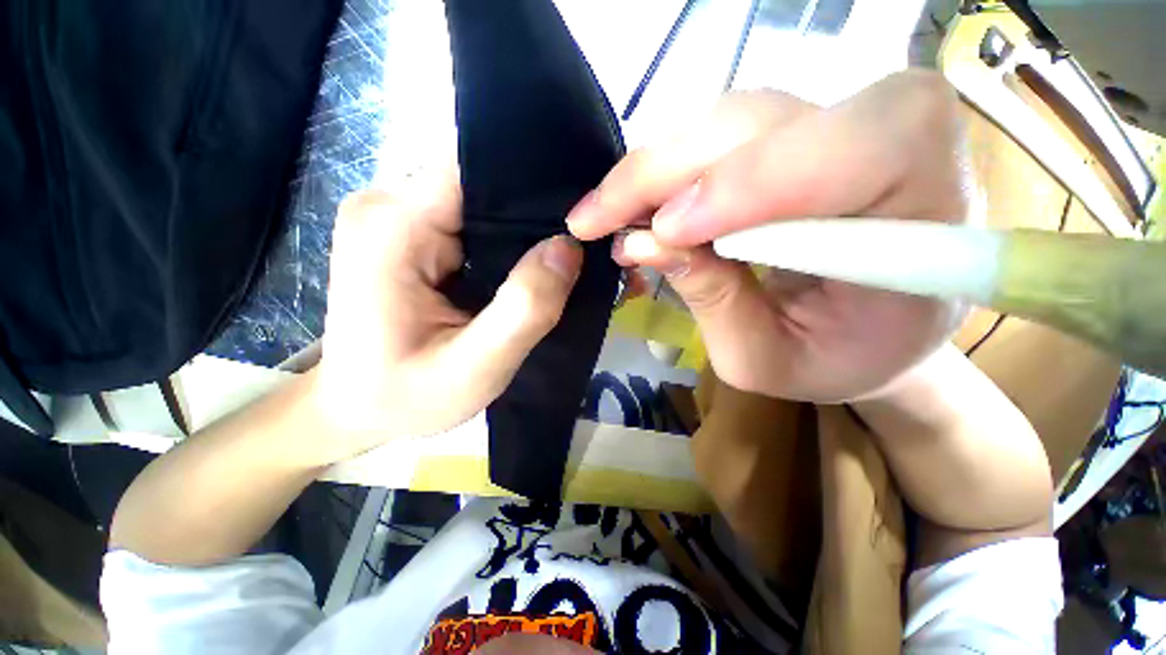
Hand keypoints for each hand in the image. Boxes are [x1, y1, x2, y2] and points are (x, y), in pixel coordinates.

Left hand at [312, 170, 582, 460]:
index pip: (476, 169)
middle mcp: (387, 204)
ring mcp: (395, 214)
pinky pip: (470, 218)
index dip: (532, 183)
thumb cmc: (406, 397)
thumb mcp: (475, 368)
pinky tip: (521, 265)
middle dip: (530, 211)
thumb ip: (524, 308)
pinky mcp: (408, 230)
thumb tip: (567, 247)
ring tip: (552, 259)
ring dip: (519, 228)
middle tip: (572, 248)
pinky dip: (502, 238)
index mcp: (393, 226)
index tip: (577, 212)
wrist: (356, 408)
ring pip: (479, 199)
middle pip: (480, 181)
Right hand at [567, 71, 972, 401]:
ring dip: (651, 173)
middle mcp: (890, 131)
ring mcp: (838, 118)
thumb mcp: (772, 358)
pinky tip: (636, 207)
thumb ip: (715, 304)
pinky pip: (715, 135)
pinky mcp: (796, 129)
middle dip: (658, 174)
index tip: (659, 235)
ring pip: (721, 121)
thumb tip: (645, 244)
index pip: (839, 153)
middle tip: (591, 220)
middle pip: (752, 123)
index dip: (739, 186)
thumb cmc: (843, 357)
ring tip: (607, 217)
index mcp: (924, 201)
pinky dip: (665, 172)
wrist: (882, 331)